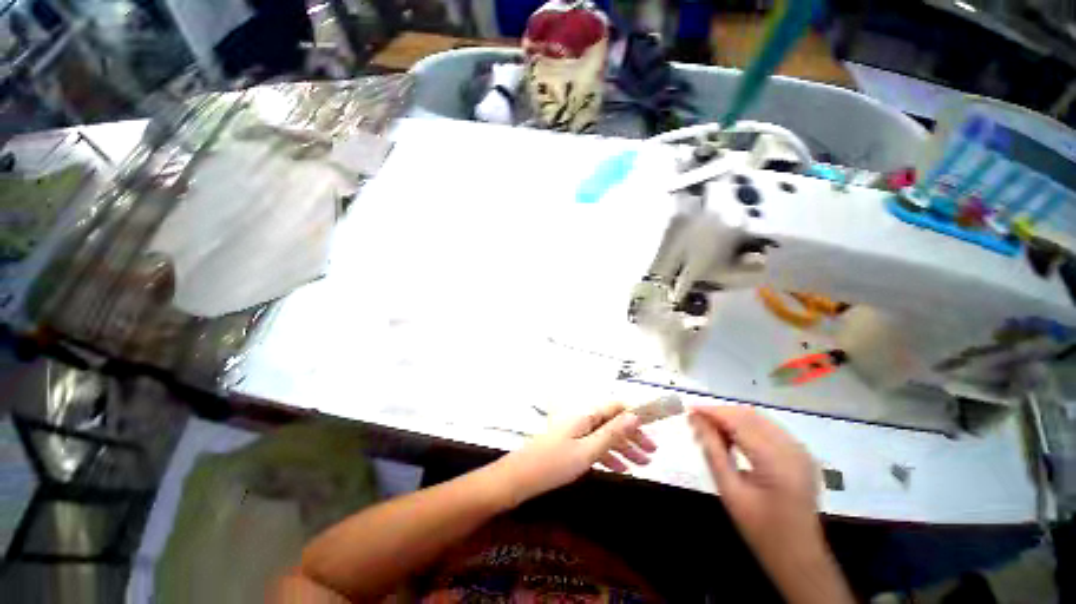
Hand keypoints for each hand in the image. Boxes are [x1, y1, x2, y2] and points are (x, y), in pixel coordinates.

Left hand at [491, 403, 656, 504]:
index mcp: (586, 414)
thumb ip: (612, 433)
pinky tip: (621, 468)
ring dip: (624, 448)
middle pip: (612, 422)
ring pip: (605, 435)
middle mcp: (582, 418)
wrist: (521, 478)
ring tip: (643, 465)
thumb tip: (634, 416)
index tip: (653, 427)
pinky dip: (608, 455)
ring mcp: (576, 431)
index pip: (615, 407)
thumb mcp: (588, 450)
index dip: (634, 414)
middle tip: (652, 453)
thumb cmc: (555, 463)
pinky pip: (594, 445)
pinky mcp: (571, 444)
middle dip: (632, 436)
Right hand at [689, 406, 822, 565]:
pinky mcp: (801, 454)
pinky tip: (732, 439)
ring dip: (732, 419)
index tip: (689, 410)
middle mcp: (793, 449)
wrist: (799, 556)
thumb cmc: (760, 529)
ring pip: (759, 419)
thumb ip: (713, 451)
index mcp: (776, 462)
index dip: (712, 412)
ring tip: (711, 431)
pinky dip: (746, 427)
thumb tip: (696, 421)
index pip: (738, 422)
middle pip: (749, 415)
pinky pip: (769, 429)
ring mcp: (800, 450)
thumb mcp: (730, 491)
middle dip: (720, 413)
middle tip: (696, 422)